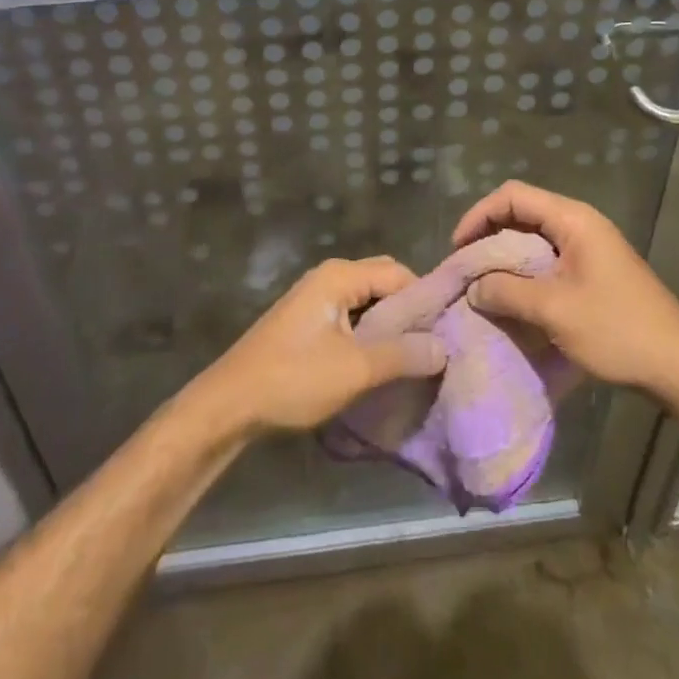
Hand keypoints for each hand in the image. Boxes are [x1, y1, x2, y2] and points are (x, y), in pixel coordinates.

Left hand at [190, 257, 446, 436]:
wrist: (229, 405)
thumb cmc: (294, 378)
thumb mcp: (355, 369)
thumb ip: (402, 355)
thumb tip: (444, 347)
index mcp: (340, 275)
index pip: (399, 273)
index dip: (426, 299)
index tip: (449, 330)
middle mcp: (329, 277)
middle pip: (383, 283)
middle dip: (409, 312)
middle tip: (433, 346)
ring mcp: (315, 299)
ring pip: (367, 303)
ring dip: (389, 327)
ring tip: (414, 358)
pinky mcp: (307, 323)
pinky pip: (351, 318)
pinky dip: (369, 335)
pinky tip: (381, 364)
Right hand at [453, 180, 678, 398]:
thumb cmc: (616, 330)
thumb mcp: (554, 311)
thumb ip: (507, 292)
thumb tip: (473, 287)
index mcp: (573, 219)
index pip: (513, 195)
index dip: (479, 215)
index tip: (458, 248)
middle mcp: (580, 224)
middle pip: (522, 212)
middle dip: (489, 236)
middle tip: (465, 268)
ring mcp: (590, 247)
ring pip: (534, 238)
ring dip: (506, 257)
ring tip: (482, 285)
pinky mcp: (594, 271)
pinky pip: (549, 259)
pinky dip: (525, 272)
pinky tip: (513, 298)